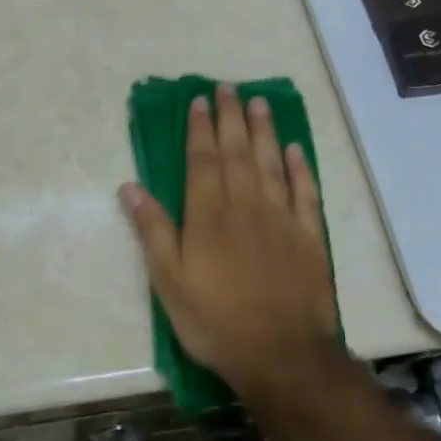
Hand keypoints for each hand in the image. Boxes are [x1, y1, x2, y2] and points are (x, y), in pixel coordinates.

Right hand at [120, 83, 340, 401]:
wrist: (280, 352)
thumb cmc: (215, 320)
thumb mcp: (169, 282)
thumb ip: (152, 231)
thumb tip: (130, 187)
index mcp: (208, 215)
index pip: (202, 160)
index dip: (200, 128)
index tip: (199, 100)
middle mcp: (246, 206)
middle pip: (238, 152)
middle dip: (231, 118)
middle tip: (228, 88)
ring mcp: (282, 219)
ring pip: (272, 163)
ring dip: (265, 131)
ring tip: (260, 103)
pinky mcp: (309, 237)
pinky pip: (305, 192)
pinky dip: (300, 168)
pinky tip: (296, 150)